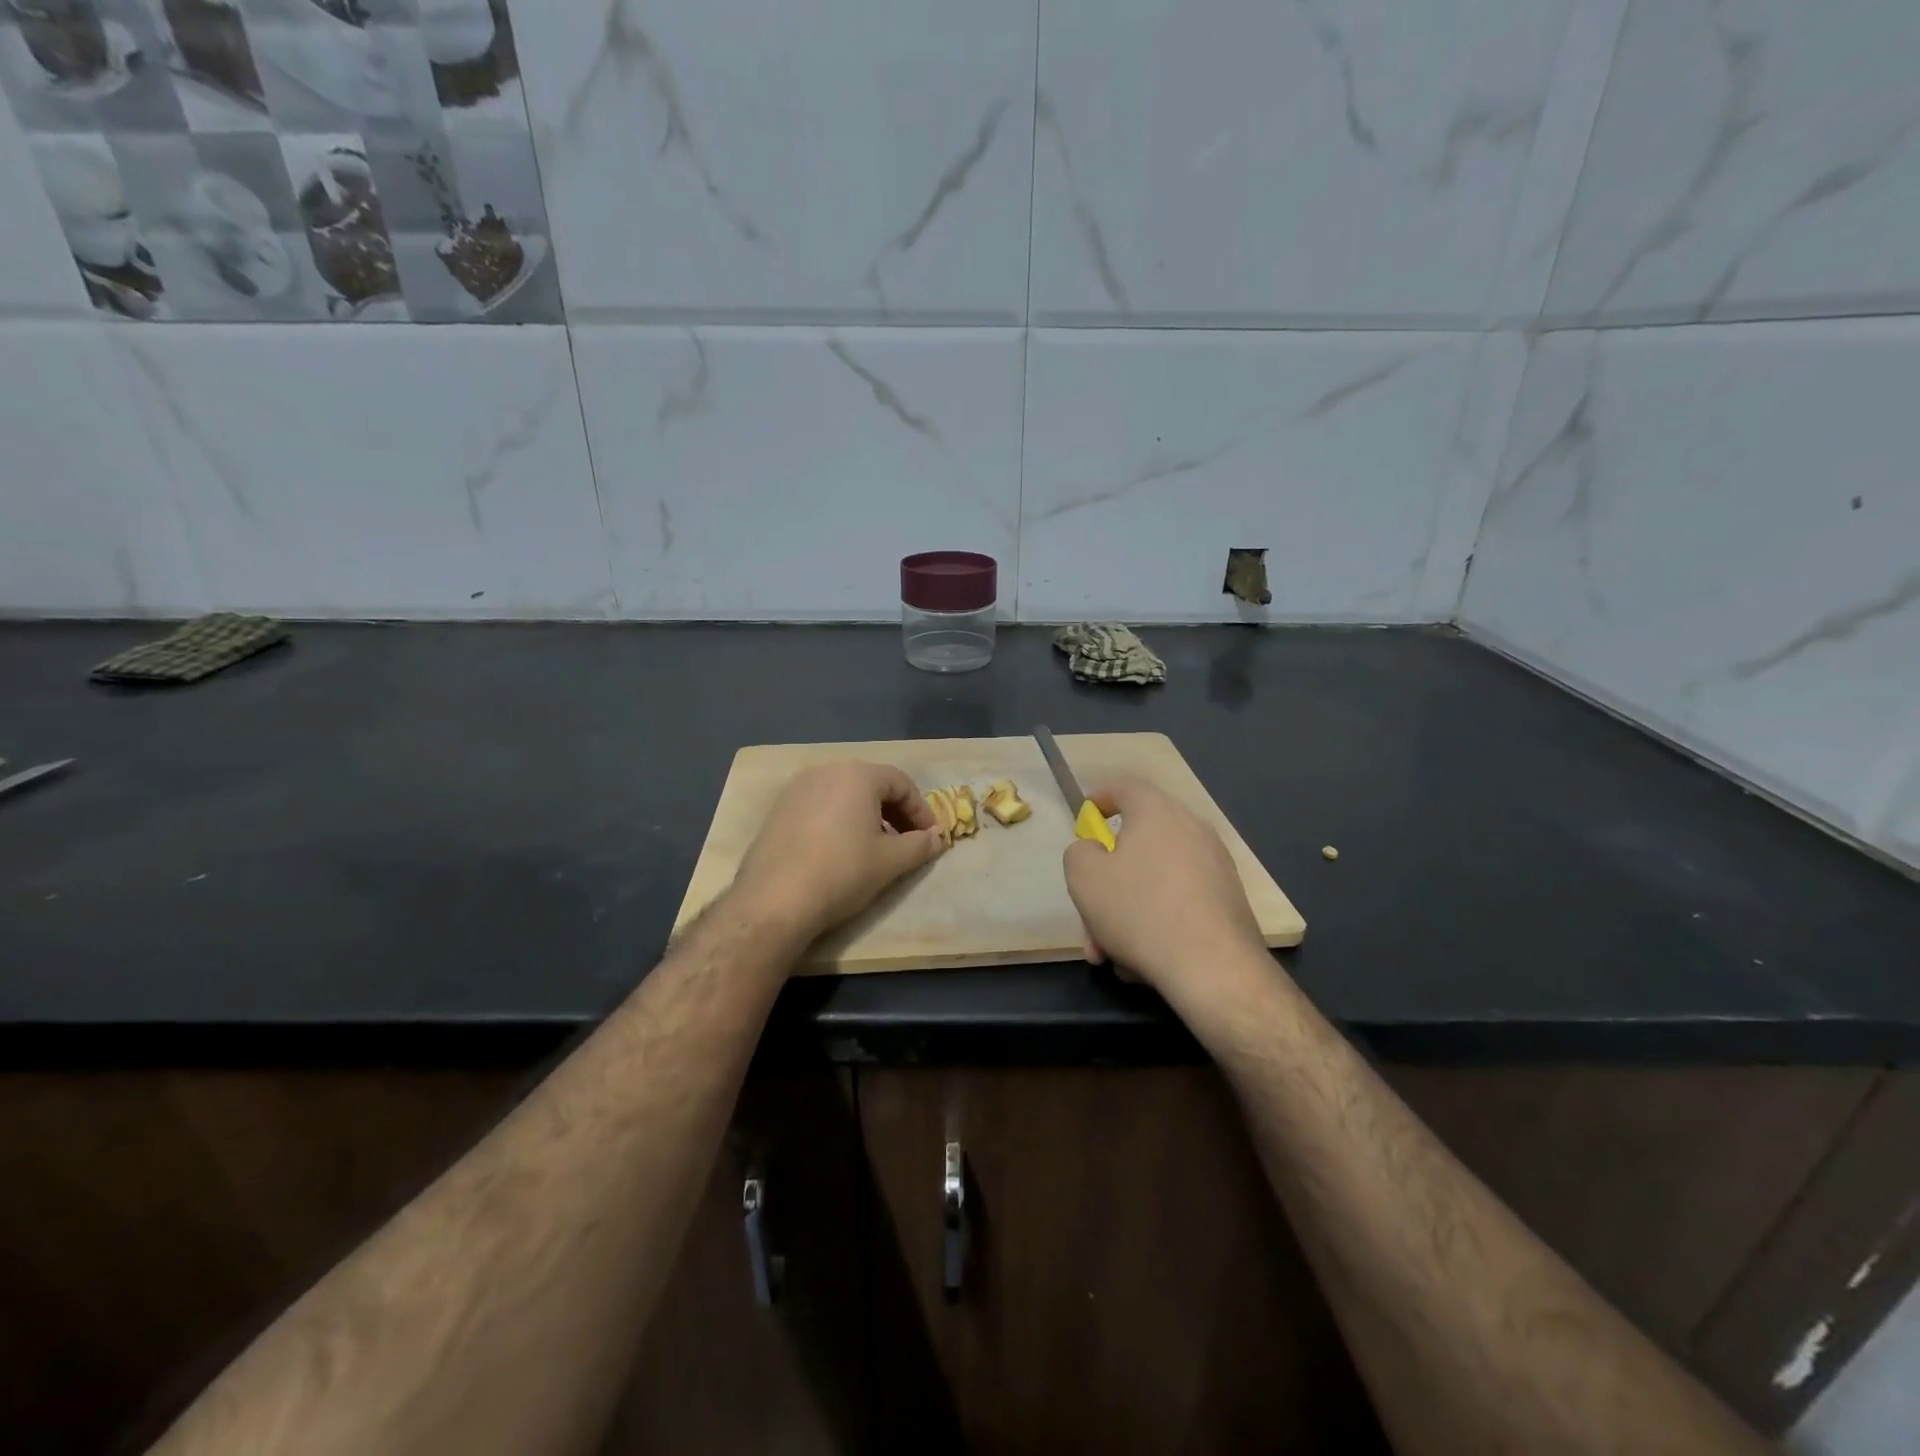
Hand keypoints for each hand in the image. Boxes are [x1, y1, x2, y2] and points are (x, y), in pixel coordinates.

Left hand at [731, 761, 945, 941]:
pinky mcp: (777, 810)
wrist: (775, 900)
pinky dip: (838, 821)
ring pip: (844, 795)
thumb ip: (920, 845)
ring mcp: (796, 789)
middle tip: (907, 841)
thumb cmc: (842, 871)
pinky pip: (819, 807)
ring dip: (867, 816)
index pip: (901, 782)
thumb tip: (937, 838)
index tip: (931, 837)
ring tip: (875, 848)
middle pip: (871, 784)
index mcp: (857, 774)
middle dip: (895, 812)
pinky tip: (840, 851)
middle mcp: (825, 771)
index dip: (921, 810)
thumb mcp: (891, 861)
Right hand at [1063, 779, 1268, 1001]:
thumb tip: (1095, 852)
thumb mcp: (1084, 876)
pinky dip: (1156, 923)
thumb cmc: (1139, 910)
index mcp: (1157, 812)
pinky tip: (1142, 962)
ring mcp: (1216, 867)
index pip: (1126, 787)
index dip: (1100, 798)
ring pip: (1155, 881)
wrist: (1213, 968)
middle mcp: (1192, 830)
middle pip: (1138, 844)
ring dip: (1126, 911)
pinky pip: (1179, 903)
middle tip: (1089, 913)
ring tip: (1110, 951)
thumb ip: (1080, 853)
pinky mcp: (1228, 902)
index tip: (1085, 818)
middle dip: (1106, 881)